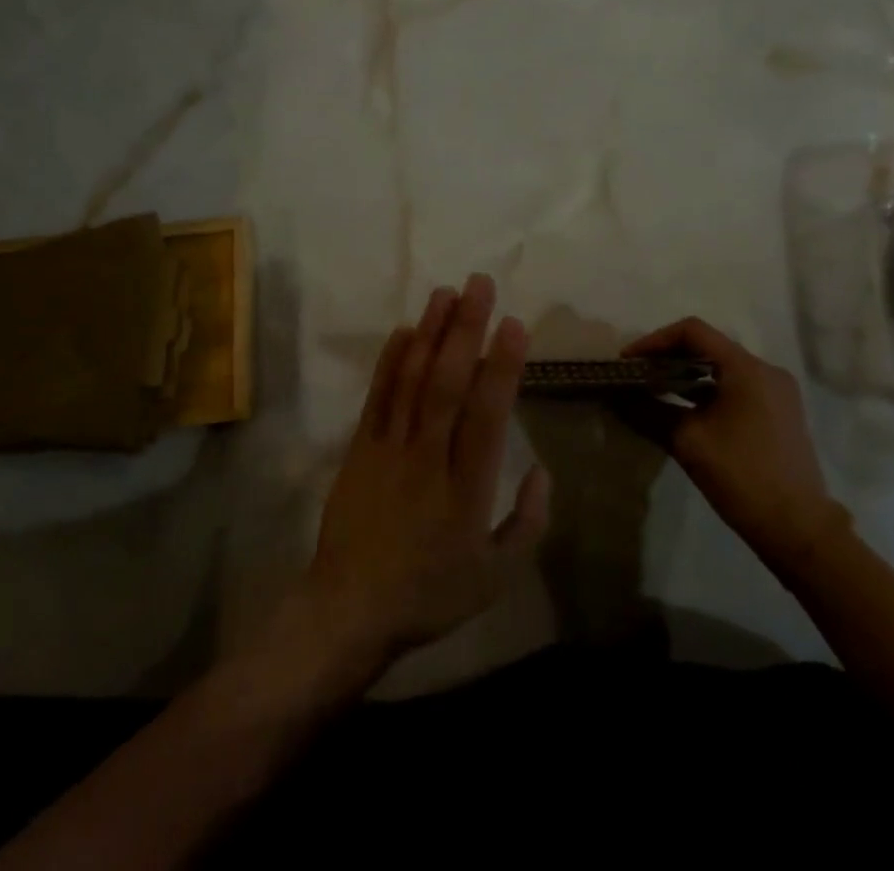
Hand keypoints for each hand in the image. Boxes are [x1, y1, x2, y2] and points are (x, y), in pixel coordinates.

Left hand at [302, 275, 552, 671]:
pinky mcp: (360, 447)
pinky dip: (390, 360)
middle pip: (448, 383)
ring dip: (430, 332)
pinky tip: (406, 330)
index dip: (502, 366)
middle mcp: (428, 457)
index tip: (513, 324)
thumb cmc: (430, 593)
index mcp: (466, 488)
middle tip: (479, 284)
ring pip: (412, 379)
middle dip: (466, 329)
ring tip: (446, 292)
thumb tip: (542, 468)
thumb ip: (529, 521)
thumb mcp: (497, 576)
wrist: (350, 608)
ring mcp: (389, 448)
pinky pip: (377, 396)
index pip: (488, 415)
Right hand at [620, 317, 848, 572]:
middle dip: (667, 357)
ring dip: (686, 376)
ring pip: (721, 369)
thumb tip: (615, 397)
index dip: (654, 340)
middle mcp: (766, 371)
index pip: (692, 332)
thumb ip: (648, 411)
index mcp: (747, 369)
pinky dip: (706, 392)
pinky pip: (735, 388)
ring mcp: (776, 393)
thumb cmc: (742, 477)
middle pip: (707, 347)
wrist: (799, 531)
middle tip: (636, 376)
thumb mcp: (687, 441)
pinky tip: (683, 410)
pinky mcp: (778, 414)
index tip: (629, 362)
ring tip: (653, 391)